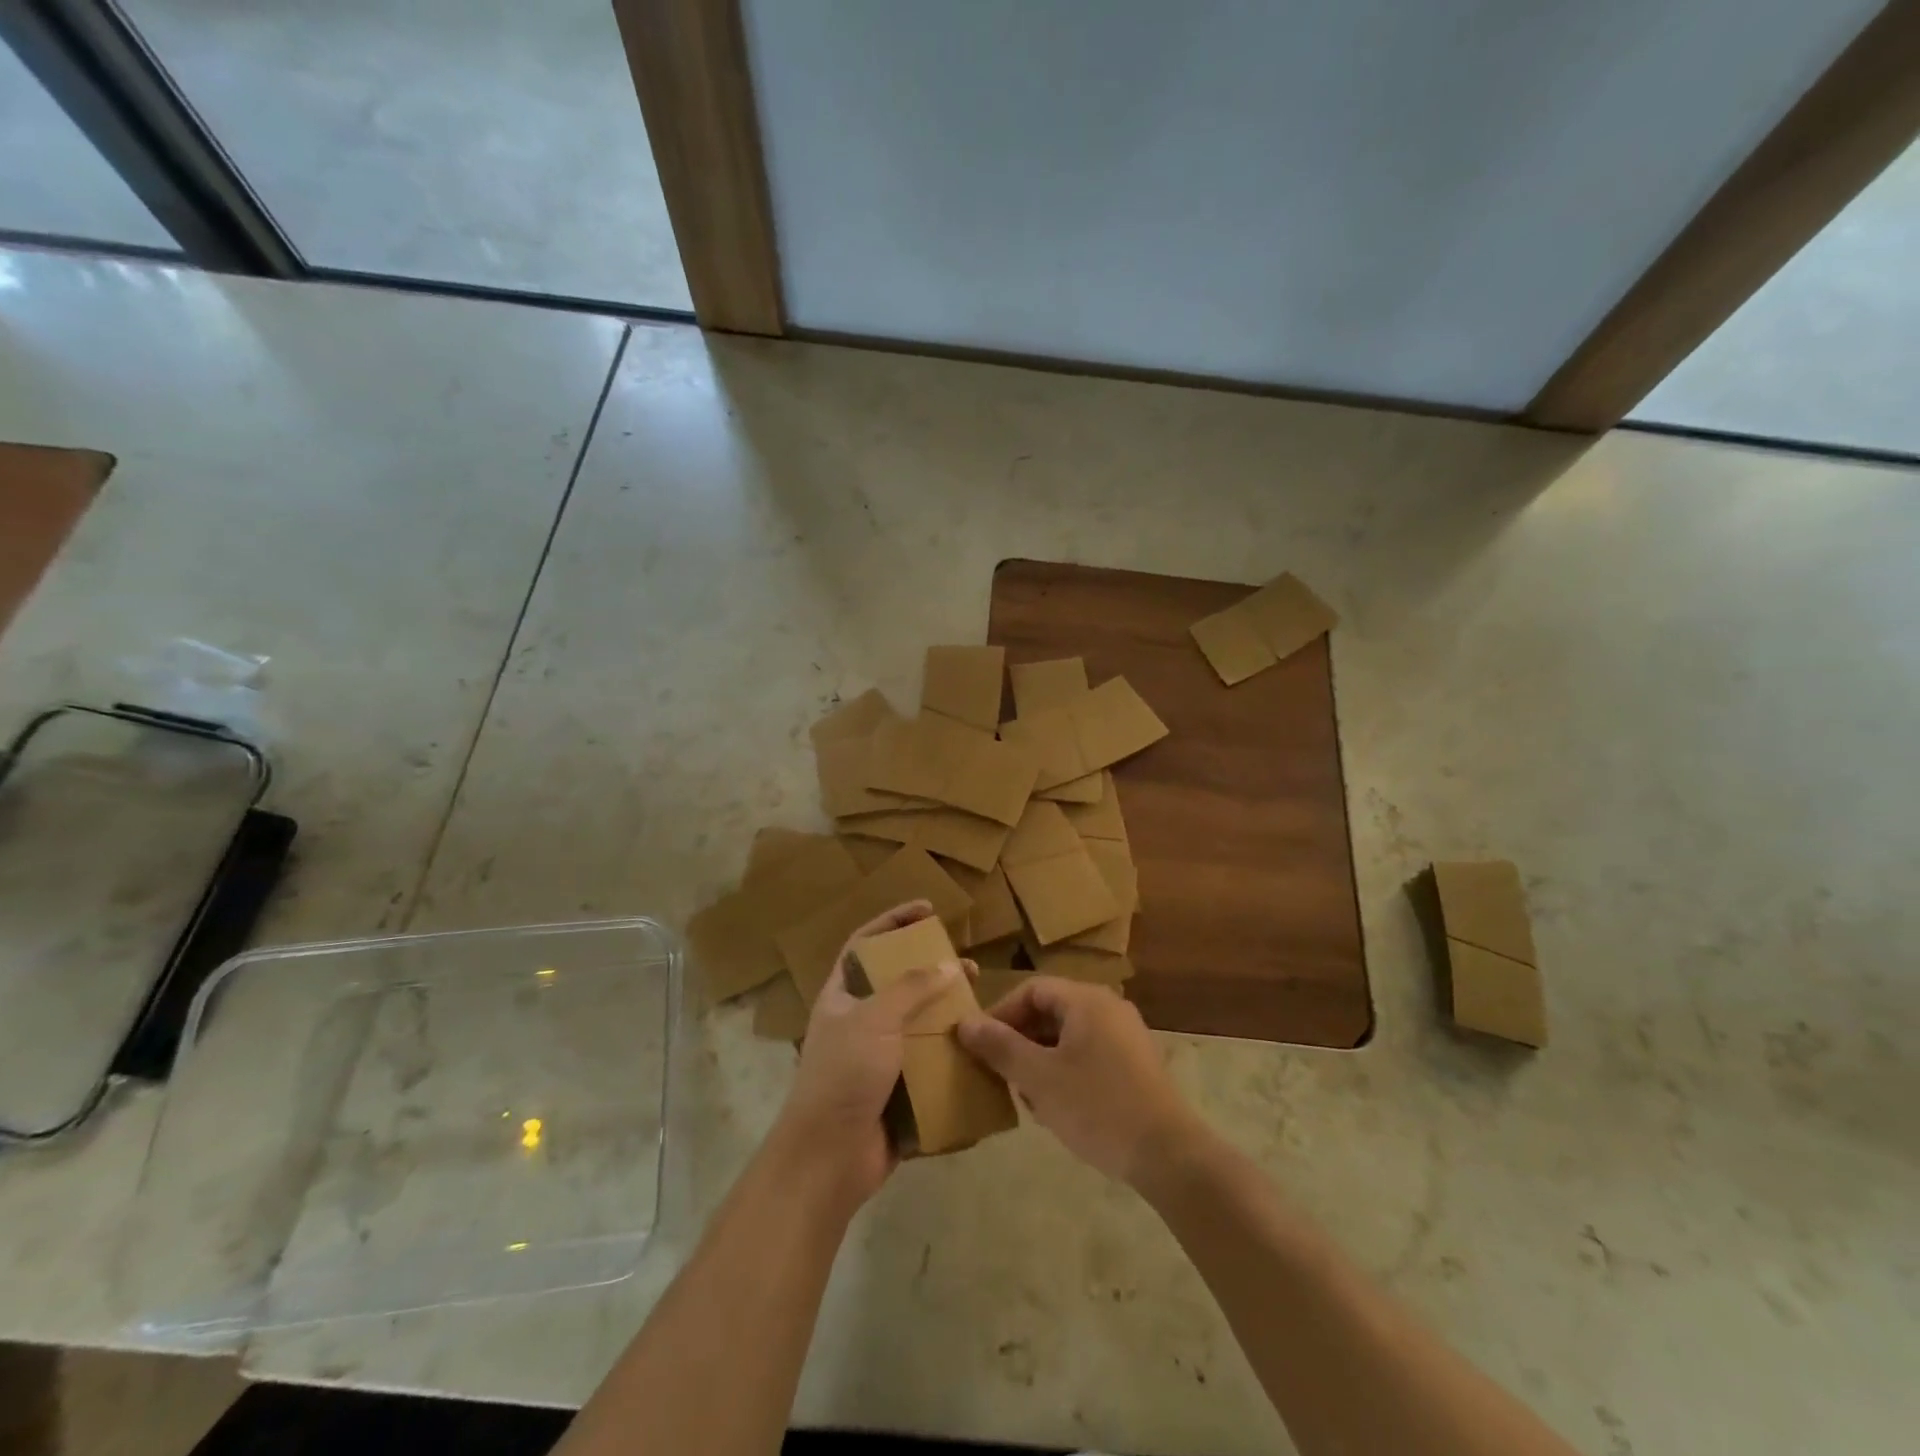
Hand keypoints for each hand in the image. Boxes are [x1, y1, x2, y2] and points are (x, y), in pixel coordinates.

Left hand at [774, 901, 969, 1204]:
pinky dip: (950, 1056)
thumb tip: (946, 964)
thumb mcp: (874, 1020)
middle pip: (898, 983)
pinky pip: (928, 1064)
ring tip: (977, 1005)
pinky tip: (976, 1049)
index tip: (927, 909)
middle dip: (930, 971)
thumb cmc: (843, 1076)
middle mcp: (859, 1022)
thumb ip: (910, 988)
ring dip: (946, 1014)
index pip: (865, 944)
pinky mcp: (897, 1090)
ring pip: (918, 1024)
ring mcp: (878, 1058)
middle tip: (965, 964)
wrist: (828, 1159)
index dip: (893, 922)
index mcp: (842, 997)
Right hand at [957, 976, 1201, 1185]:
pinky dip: (1066, 1070)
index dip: (1001, 1013)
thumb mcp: (1039, 1078)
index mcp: (1086, 1000)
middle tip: (999, 1073)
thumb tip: (965, 1023)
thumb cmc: (1097, 1106)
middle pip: (1051, 1011)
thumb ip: (1000, 1047)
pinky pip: (1089, 1053)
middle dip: (1020, 1040)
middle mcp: (1109, 1007)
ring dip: (1041, 1059)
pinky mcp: (1135, 1064)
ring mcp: (1126, 1035)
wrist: (1168, 1154)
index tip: (980, 1044)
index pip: (1032, 990)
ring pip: (1069, 1035)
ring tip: (1025, 1096)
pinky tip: (1057, 1107)